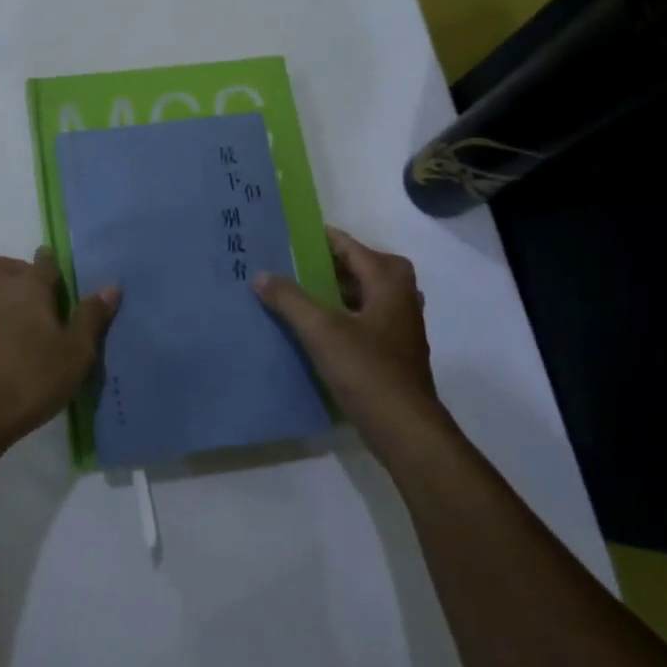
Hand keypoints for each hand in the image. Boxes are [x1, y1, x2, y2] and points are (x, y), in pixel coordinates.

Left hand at [0, 248, 118, 450]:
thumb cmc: (32, 377)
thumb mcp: (76, 351)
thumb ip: (91, 317)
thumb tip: (110, 286)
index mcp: (28, 288)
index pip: (42, 260)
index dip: (52, 262)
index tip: (65, 276)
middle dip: (15, 270)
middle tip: (42, 297)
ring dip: (8, 300)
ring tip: (37, 329)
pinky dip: (1, 324)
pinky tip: (21, 351)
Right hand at [253, 226, 444, 462]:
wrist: (406, 430)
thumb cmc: (367, 371)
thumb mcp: (321, 331)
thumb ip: (289, 299)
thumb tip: (261, 274)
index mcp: (388, 280)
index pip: (348, 246)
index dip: (318, 239)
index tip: (286, 235)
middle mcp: (399, 295)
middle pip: (358, 267)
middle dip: (324, 264)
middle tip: (288, 264)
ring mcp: (400, 324)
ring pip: (361, 294)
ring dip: (332, 290)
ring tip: (295, 292)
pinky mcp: (394, 349)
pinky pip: (362, 317)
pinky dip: (340, 314)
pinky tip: (314, 328)